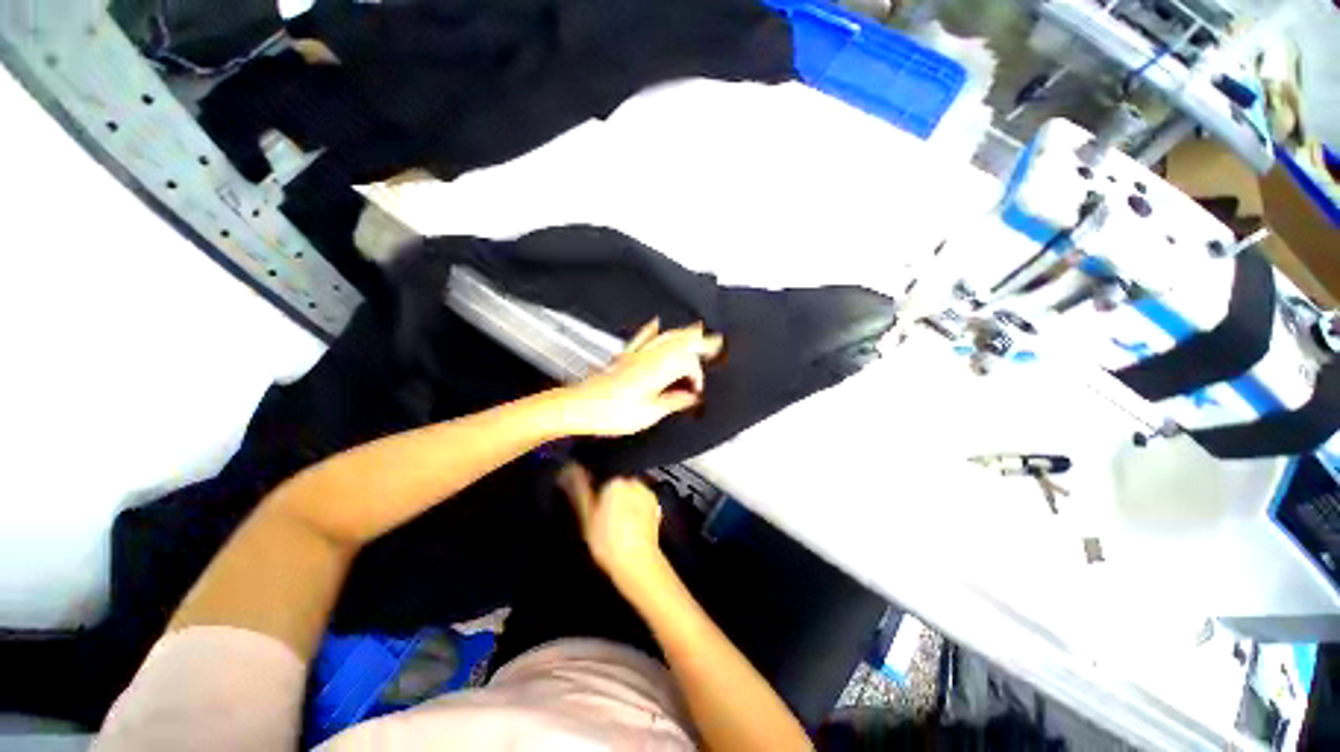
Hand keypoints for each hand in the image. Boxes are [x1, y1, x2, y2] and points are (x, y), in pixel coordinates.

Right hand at [558, 464, 666, 590]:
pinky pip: (640, 504)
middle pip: (616, 487)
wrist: (638, 561)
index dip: (594, 497)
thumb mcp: (586, 516)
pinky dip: (635, 512)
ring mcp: (647, 494)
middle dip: (610, 499)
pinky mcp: (656, 507)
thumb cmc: (608, 540)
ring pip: (629, 495)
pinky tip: (629, 529)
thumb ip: (578, 490)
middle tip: (603, 522)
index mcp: (615, 481)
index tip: (592, 512)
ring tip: (617, 528)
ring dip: (623, 505)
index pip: (600, 481)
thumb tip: (569, 470)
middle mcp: (634, 482)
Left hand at [562, 319, 723, 437]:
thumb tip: (691, 397)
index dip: (698, 376)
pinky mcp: (624, 358)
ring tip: (697, 329)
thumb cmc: (610, 413)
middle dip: (700, 341)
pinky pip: (641, 338)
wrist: (578, 407)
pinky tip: (655, 323)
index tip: (698, 391)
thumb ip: (673, 402)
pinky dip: (652, 329)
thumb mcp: (648, 414)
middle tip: (716, 340)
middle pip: (680, 343)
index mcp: (656, 371)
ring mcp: (635, 356)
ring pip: (665, 337)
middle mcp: (648, 358)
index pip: (687, 364)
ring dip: (683, 333)